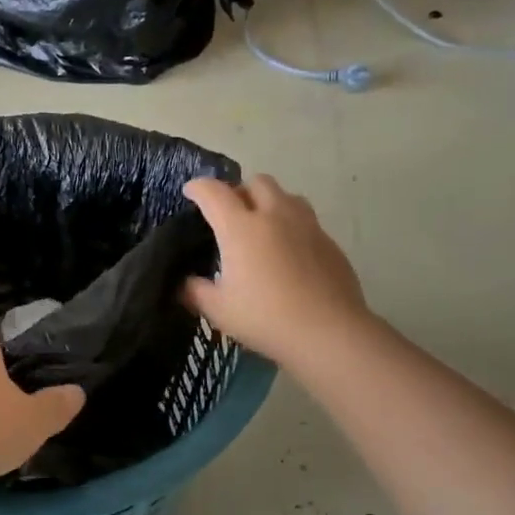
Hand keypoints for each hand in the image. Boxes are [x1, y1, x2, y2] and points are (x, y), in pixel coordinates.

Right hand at [182, 175, 370, 368]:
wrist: (328, 332)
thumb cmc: (265, 318)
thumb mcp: (218, 310)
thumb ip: (195, 291)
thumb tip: (184, 284)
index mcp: (241, 228)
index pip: (214, 193)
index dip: (199, 188)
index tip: (191, 192)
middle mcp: (275, 216)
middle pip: (256, 182)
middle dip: (239, 190)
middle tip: (229, 214)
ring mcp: (307, 226)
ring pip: (286, 196)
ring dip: (269, 202)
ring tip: (261, 227)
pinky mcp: (329, 242)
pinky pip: (306, 220)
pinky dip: (291, 226)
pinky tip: (287, 254)